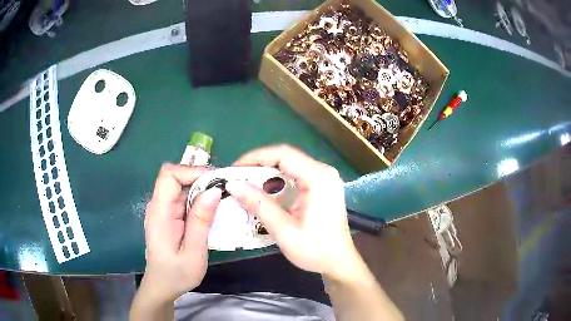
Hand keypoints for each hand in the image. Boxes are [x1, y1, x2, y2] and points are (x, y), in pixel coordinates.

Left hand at [140, 164, 221, 302]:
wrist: (163, 285)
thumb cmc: (177, 274)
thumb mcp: (193, 252)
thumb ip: (201, 221)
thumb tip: (214, 190)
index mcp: (160, 213)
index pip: (169, 175)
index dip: (191, 171)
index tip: (215, 181)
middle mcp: (158, 206)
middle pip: (175, 177)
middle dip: (200, 178)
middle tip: (225, 189)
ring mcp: (162, 210)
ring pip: (181, 186)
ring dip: (201, 187)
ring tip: (222, 197)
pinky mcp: (168, 215)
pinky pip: (183, 197)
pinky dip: (198, 197)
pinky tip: (212, 208)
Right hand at [226, 145, 358, 280]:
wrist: (338, 261)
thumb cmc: (315, 249)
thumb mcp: (284, 230)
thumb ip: (259, 205)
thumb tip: (233, 185)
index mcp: (318, 178)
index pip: (283, 154)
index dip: (255, 157)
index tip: (235, 170)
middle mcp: (324, 172)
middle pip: (286, 157)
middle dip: (259, 166)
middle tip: (237, 179)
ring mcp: (325, 178)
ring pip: (290, 165)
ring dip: (267, 173)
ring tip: (247, 185)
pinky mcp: (322, 185)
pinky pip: (296, 174)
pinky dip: (278, 181)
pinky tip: (266, 192)